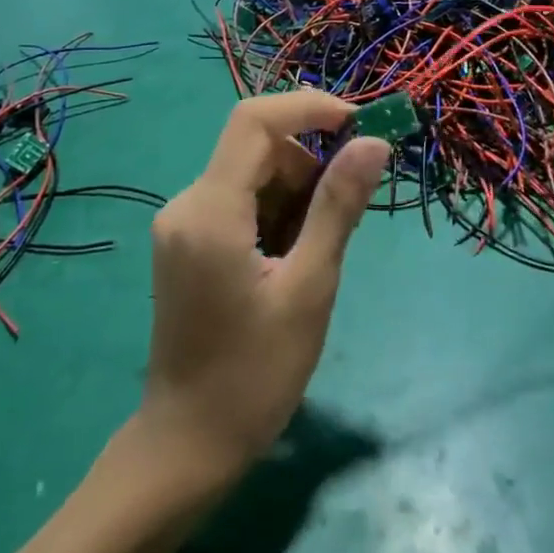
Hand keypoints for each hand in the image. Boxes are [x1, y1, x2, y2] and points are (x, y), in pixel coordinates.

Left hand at [140, 91, 389, 485]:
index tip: (360, 127)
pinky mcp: (186, 243)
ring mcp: (181, 224)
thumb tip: (372, 143)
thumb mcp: (310, 287)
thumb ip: (338, 207)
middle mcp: (185, 204)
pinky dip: (274, 213)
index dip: (309, 108)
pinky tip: (289, 261)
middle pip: (256, 148)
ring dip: (294, 193)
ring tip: (315, 254)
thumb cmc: (255, 373)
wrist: (188, 444)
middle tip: (346, 214)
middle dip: (308, 165)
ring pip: (250, 175)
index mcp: (210, 211)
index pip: (254, 120)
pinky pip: (238, 202)